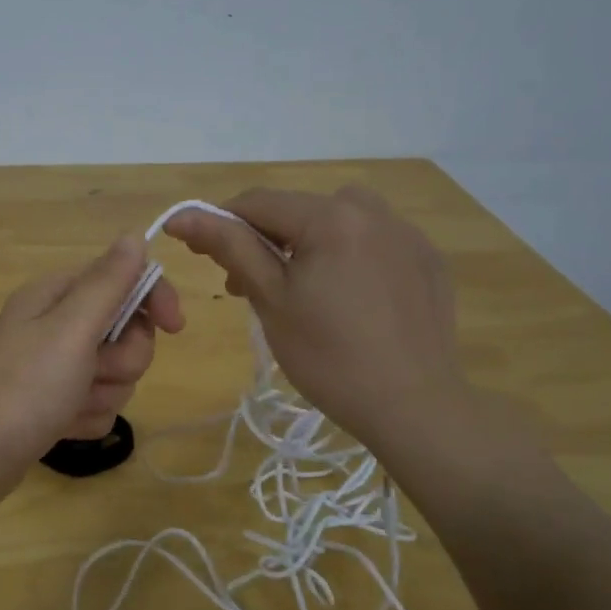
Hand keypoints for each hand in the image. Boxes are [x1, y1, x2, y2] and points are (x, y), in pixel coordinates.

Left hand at [0, 235, 182, 510]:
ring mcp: (55, 366)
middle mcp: (56, 325)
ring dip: (103, 393)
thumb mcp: (71, 329)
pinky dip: (86, 417)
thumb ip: (107, 283)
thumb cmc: (24, 388)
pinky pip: (98, 404)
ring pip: (116, 373)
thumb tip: (134, 236)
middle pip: (126, 331)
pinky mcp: (55, 402)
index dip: (154, 299)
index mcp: (57, 296)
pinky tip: (62, 426)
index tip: (175, 327)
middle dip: (121, 360)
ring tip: (71, 405)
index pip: (124, 279)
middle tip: (94, 372)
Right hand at [165, 186, 467, 464]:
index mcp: (332, 216)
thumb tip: (183, 215)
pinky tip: (349, 300)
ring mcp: (408, 235)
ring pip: (340, 220)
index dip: (221, 223)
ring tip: (303, 289)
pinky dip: (349, 256)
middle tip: (247, 288)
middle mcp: (374, 211)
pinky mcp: (428, 262)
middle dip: (266, 240)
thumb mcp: (270, 299)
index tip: (202, 256)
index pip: (259, 202)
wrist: (412, 407)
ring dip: (309, 242)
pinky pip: (375, 242)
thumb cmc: (328, 357)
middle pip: (300, 210)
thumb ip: (229, 246)